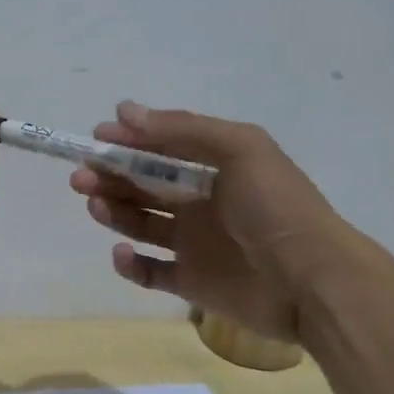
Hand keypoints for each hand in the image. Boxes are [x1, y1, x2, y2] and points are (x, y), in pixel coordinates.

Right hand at [70, 101, 338, 340]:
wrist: (311, 280)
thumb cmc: (275, 206)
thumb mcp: (238, 149)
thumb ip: (182, 129)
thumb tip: (124, 111)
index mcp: (216, 167)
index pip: (164, 148)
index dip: (129, 141)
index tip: (97, 138)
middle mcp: (202, 202)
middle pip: (145, 185)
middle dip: (111, 176)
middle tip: (82, 175)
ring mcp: (195, 244)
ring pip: (141, 224)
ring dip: (114, 211)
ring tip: (96, 204)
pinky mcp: (191, 282)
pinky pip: (150, 272)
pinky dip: (130, 264)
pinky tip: (122, 253)